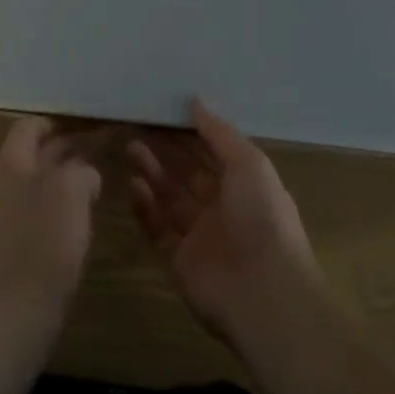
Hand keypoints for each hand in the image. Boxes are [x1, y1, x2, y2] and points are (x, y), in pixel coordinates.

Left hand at [0, 117, 101, 340]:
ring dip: (70, 176)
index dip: (59, 119)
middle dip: (70, 146)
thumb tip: (86, 173)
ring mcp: (11, 216)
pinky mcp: (21, 245)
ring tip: (102, 175)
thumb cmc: (43, 241)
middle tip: (106, 143)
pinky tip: (87, 213)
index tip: (90, 121)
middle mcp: (7, 183)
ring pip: (44, 182)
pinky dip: (66, 205)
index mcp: (13, 163)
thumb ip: (81, 169)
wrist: (15, 312)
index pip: (31, 124)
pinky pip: (45, 211)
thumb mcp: (71, 189)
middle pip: (38, 152)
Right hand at [127, 100, 322, 347]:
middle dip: (166, 150)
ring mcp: (200, 236)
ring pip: (170, 198)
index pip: (212, 152)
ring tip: (131, 148)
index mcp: (245, 184)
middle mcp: (222, 207)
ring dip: (152, 173)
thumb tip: (195, 100)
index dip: (190, 132)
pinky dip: (146, 207)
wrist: (263, 292)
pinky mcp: (179, 261)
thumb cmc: (261, 216)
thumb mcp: (248, 163)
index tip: (164, 110)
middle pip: (187, 173)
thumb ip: (219, 132)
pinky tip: (133, 185)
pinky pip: (158, 229)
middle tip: (139, 126)